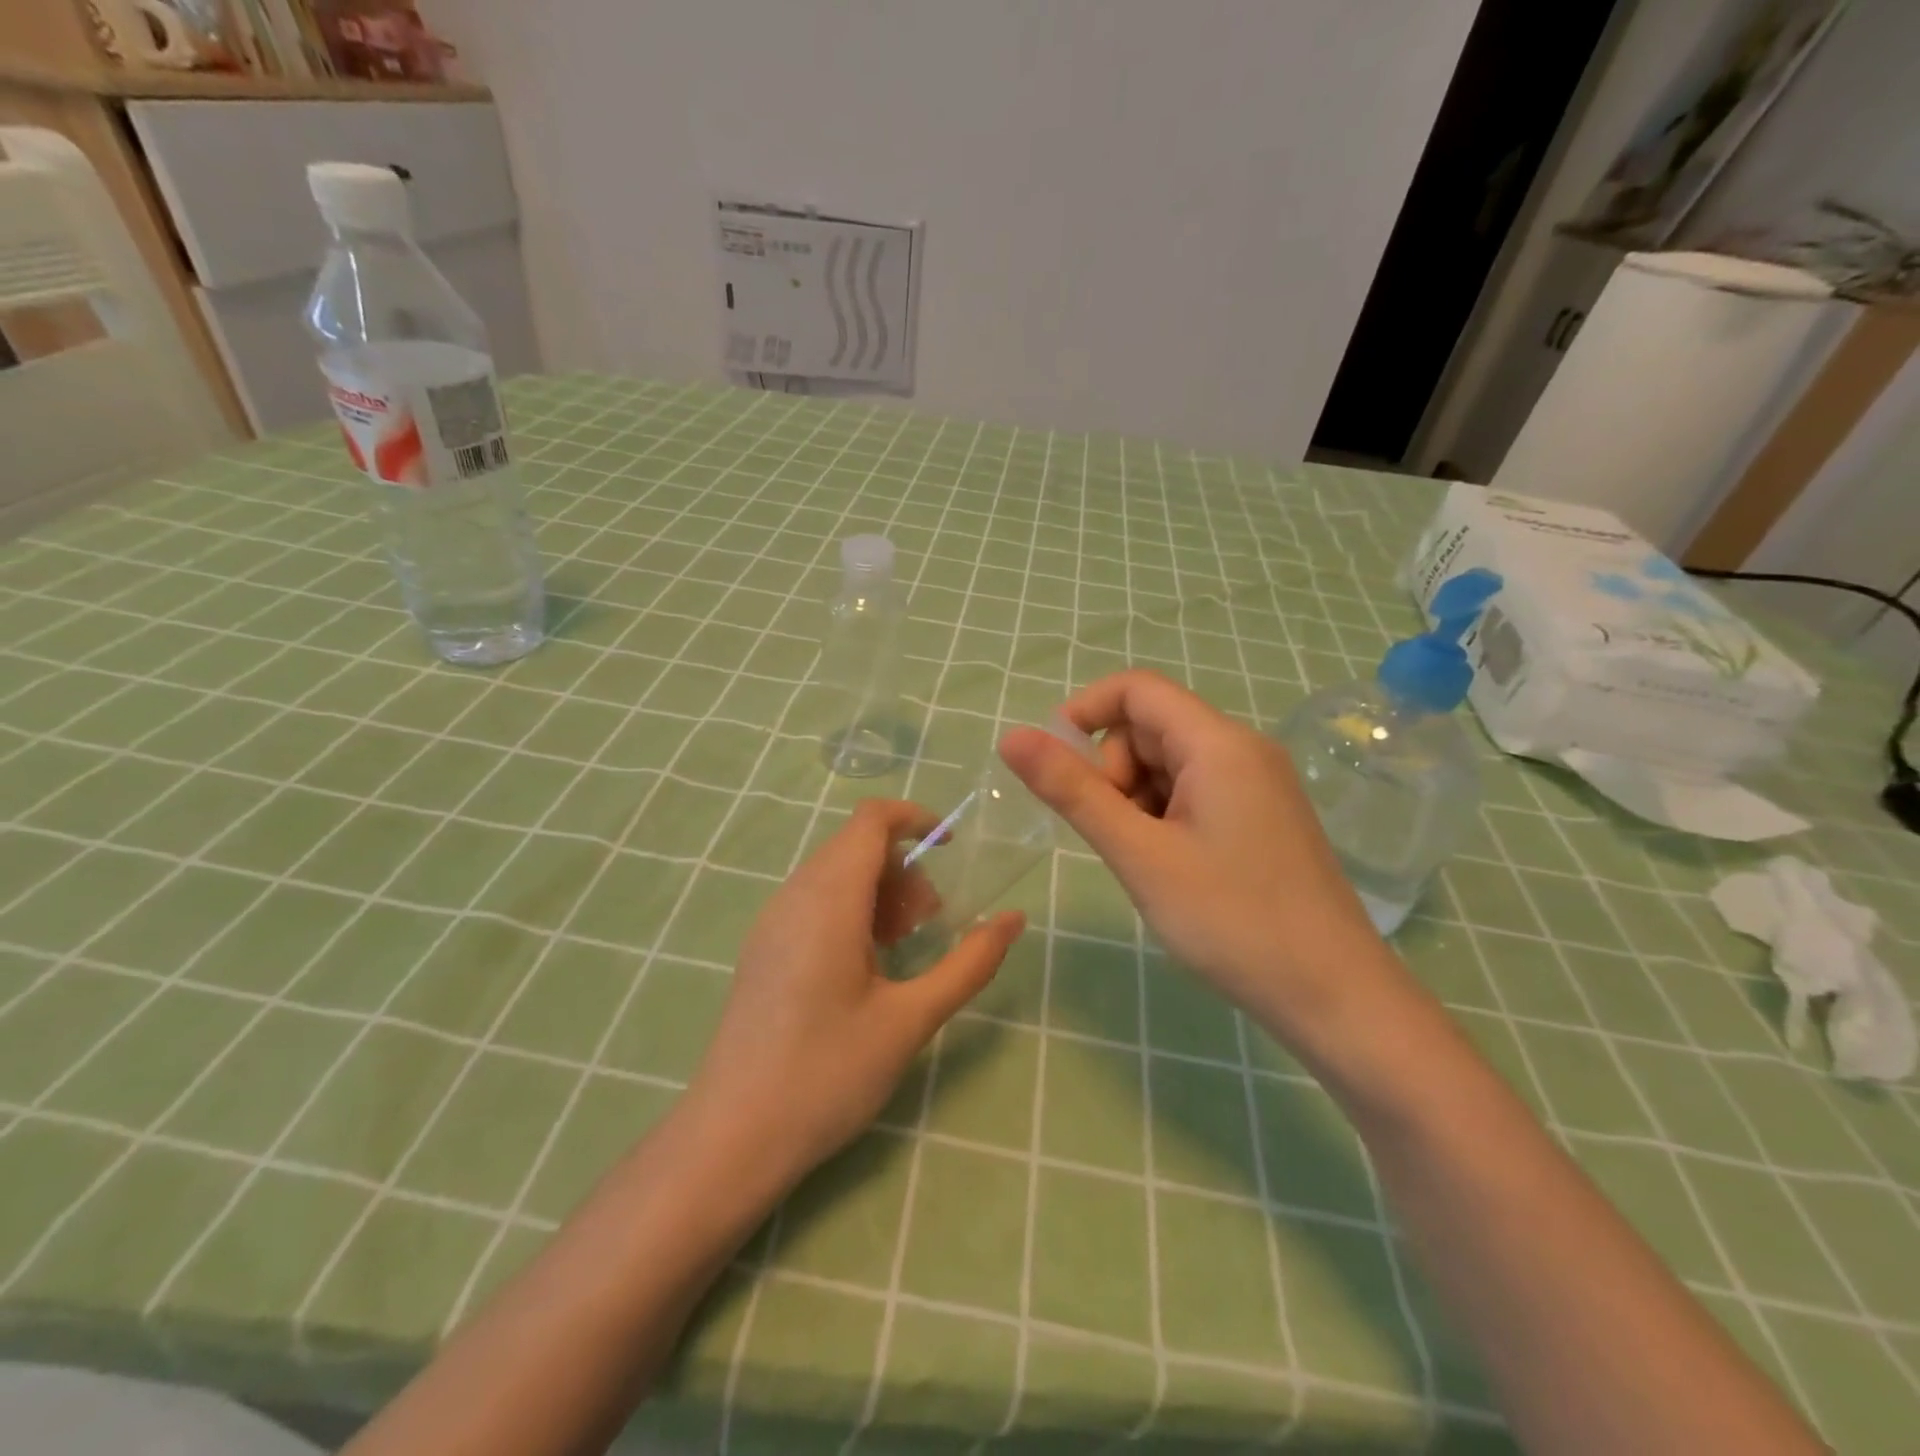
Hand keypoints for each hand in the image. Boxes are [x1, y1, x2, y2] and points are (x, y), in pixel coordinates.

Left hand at [684, 799, 1023, 1185]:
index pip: (872, 820)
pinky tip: (865, 968)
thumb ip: (969, 964)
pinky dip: (851, 909)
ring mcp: (772, 921)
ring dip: (879, 890)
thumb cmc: (827, 1074)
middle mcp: (794, 895)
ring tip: (902, 948)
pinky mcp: (763, 948)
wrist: (731, 1137)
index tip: (953, 849)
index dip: (917, 818)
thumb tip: (1014, 919)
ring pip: (834, 873)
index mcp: (829, 899)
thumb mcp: (911, 1019)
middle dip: (904, 867)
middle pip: (855, 845)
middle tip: (930, 923)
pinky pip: (813, 901)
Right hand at [1001, 671, 1399, 1035]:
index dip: (1083, 713)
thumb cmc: (1231, 920)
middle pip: (1150, 729)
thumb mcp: (1139, 854)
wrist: (1335, 997)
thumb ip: (1073, 792)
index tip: (1053, 768)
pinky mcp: (1260, 819)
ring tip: (1145, 863)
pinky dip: (1162, 819)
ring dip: (1135, 801)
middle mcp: (1242, 751)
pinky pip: (1192, 795)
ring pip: (1168, 766)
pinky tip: (1170, 869)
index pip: (1136, 689)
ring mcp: (1256, 786)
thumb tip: (1012, 737)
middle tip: (1113, 836)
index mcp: (1218, 744)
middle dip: (1112, 772)